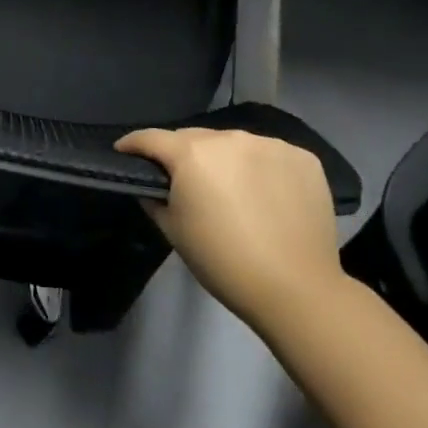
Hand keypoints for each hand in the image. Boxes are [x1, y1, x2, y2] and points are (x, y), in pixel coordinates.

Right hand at [116, 127, 345, 328]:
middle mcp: (229, 138)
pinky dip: (262, 168)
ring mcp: (270, 144)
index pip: (151, 137)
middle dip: (184, 154)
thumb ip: (155, 198)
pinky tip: (268, 195)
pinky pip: (270, 154)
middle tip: (186, 182)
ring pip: (234, 144)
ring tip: (231, 189)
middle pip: (195, 138)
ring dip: (225, 160)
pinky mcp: (303, 157)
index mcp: (192, 154)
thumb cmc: (223, 262)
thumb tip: (153, 184)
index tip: (124, 152)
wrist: (297, 289)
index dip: (133, 144)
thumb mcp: (174, 231)